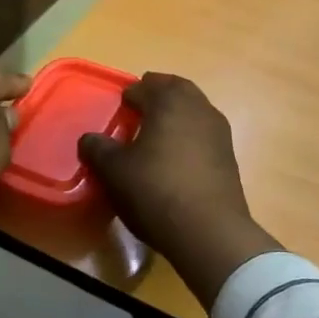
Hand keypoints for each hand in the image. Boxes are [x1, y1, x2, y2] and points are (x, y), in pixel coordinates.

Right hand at [79, 72, 280, 308]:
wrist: (209, 230)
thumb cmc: (156, 190)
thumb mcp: (114, 171)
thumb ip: (98, 149)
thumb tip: (89, 139)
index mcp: (170, 101)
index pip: (146, 87)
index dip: (131, 94)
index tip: (121, 105)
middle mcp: (199, 108)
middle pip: (177, 89)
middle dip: (159, 93)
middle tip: (142, 106)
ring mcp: (219, 131)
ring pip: (195, 110)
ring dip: (177, 113)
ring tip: (158, 132)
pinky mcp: (229, 156)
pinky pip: (204, 133)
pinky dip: (189, 134)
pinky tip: (177, 156)